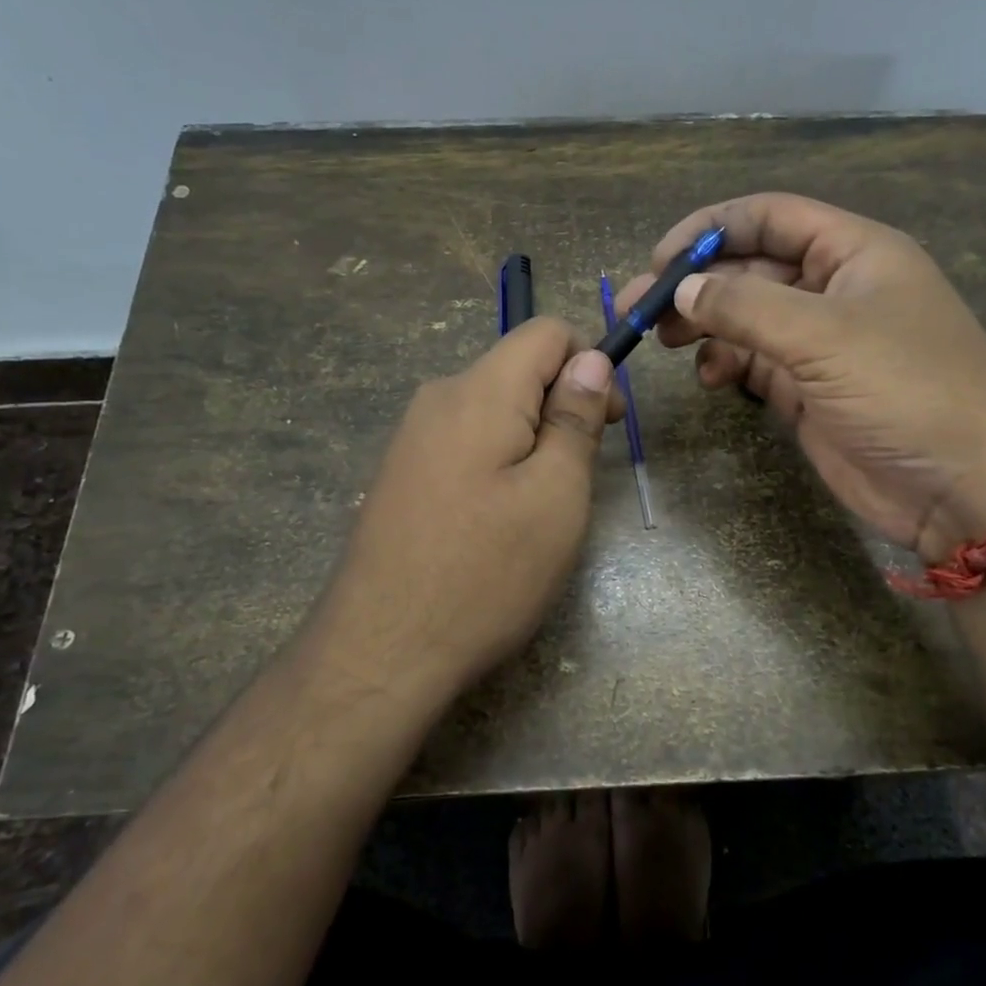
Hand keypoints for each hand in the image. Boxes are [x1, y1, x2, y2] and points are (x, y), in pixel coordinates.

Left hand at [311, 318, 621, 709]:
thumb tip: (590, 360)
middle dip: (561, 408)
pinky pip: (464, 443)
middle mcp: (438, 398)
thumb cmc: (485, 573)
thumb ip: (575, 418)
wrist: (379, 652)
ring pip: (493, 410)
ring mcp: (411, 437)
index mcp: (478, 391)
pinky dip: (497, 463)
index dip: (589, 364)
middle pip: (518, 370)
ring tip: (537, 511)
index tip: (606, 423)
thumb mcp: (556, 496)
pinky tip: (495, 523)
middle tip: (577, 480)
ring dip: (530, 441)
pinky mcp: (400, 473)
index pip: (546, 332)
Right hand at [620, 193, 985, 559]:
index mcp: (854, 252)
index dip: (711, 228)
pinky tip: (710, 378)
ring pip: (746, 318)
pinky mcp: (808, 390)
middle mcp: (835, 289)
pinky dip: (726, 365)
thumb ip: (745, 307)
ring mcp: (821, 342)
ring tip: (663, 341)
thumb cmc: (907, 391)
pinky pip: (754, 363)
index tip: (659, 258)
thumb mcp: (825, 337)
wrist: (964, 490)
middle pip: (750, 269)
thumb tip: (680, 289)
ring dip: (704, 325)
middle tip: (639, 310)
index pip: (770, 217)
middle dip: (695, 284)